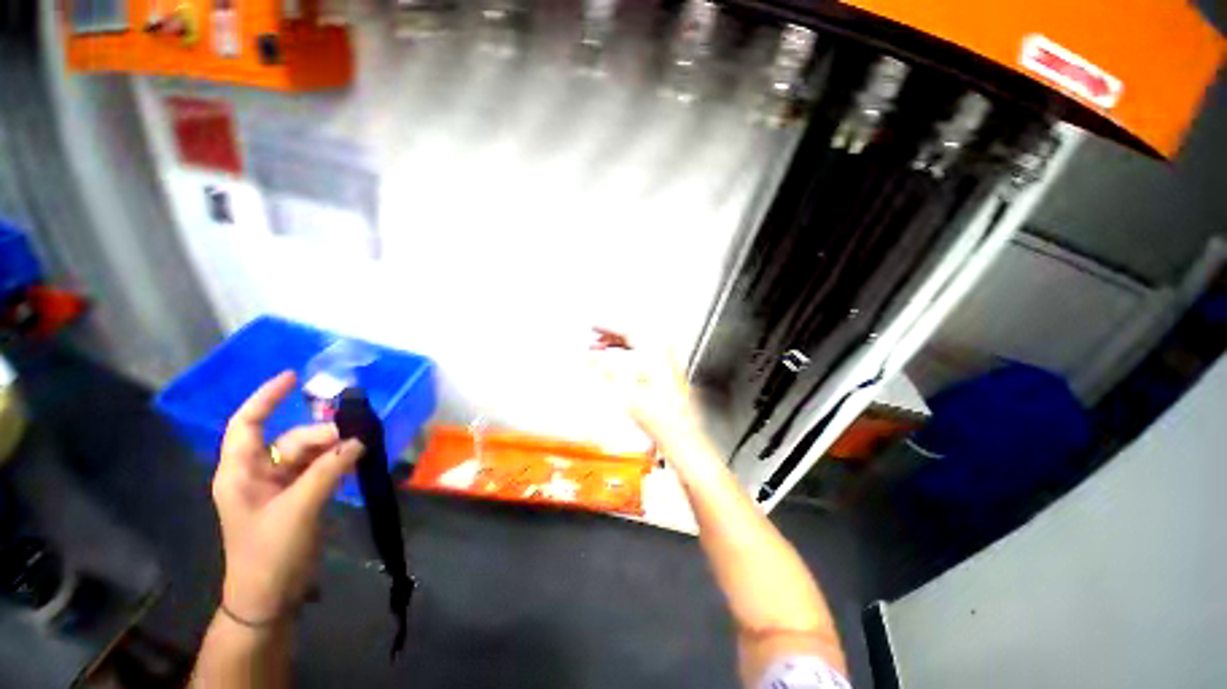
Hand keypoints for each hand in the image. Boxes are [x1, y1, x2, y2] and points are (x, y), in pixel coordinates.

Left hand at [212, 371, 363, 622]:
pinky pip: (319, 470)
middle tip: (354, 439)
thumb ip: (328, 471)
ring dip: (334, 450)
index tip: (294, 377)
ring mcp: (278, 487)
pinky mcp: (296, 498)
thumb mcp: (298, 509)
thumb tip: (357, 440)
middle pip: (290, 439)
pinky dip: (337, 464)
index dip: (266, 398)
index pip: (248, 424)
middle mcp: (257, 474)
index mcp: (240, 472)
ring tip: (361, 450)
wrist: (269, 597)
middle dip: (321, 436)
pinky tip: (356, 462)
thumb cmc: (269, 553)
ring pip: (309, 454)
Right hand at [590, 328, 703, 456]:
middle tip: (595, 337)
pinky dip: (630, 353)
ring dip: (620, 344)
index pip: (628, 330)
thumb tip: (590, 358)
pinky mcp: (668, 371)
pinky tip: (619, 361)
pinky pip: (646, 353)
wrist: (679, 434)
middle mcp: (664, 354)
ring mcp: (668, 362)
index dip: (608, 327)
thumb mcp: (625, 392)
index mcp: (655, 353)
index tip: (595, 325)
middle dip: (612, 335)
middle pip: (634, 334)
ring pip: (640, 343)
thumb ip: (605, 370)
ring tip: (602, 348)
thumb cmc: (659, 417)